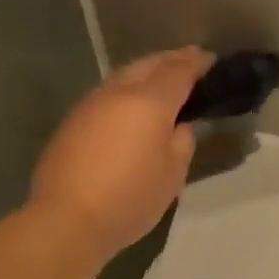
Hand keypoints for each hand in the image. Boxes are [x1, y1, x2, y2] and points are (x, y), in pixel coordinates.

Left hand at [30, 47, 212, 260]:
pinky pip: (108, 93)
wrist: (67, 219)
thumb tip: (179, 125)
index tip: (211, 60)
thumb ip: (182, 142)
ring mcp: (91, 104)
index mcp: (149, 102)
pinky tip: (133, 104)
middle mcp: (118, 93)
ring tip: (163, 80)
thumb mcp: (172, 176)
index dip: (197, 63)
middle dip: (172, 59)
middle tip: (191, 60)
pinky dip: (127, 90)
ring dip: (147, 72)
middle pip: (148, 64)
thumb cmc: (129, 199)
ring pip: (124, 76)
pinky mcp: (73, 121)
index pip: (179, 71)